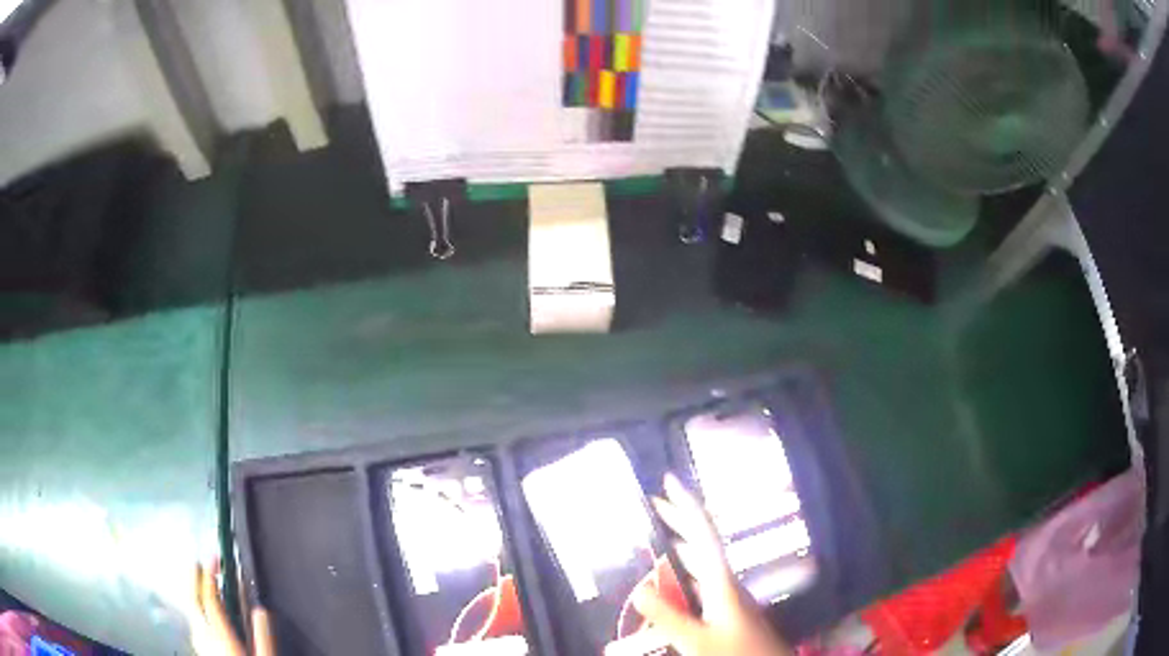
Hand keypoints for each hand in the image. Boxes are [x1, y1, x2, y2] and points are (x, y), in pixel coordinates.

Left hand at [190, 560, 274, 655]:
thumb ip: (262, 636)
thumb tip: (260, 609)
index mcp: (221, 635)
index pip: (209, 597)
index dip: (209, 574)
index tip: (214, 558)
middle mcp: (204, 635)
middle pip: (191, 599)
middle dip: (193, 577)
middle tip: (199, 562)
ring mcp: (199, 642)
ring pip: (189, 610)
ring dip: (191, 591)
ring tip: (198, 581)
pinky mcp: (199, 649)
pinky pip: (193, 621)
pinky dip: (194, 608)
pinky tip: (200, 611)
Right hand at [634, 474, 791, 655]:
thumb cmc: (736, 652)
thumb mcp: (696, 639)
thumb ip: (668, 616)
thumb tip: (639, 588)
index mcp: (721, 580)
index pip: (702, 532)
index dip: (685, 505)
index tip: (667, 480)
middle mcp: (726, 582)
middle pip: (700, 542)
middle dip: (678, 520)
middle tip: (653, 502)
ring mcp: (727, 597)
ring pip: (700, 564)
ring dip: (679, 548)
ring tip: (656, 537)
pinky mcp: (726, 611)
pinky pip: (699, 584)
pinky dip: (682, 576)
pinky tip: (670, 584)